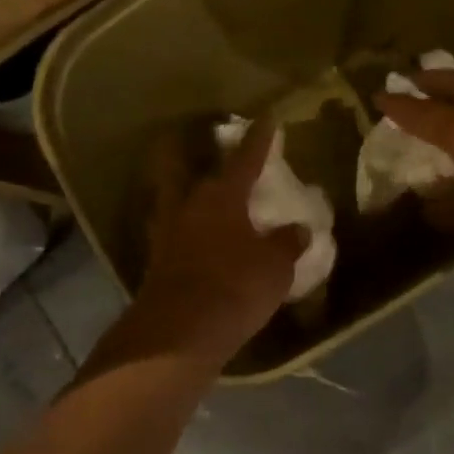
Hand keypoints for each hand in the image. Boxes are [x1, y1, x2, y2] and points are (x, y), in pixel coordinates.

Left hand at [131, 122, 306, 361]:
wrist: (180, 334)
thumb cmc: (234, 286)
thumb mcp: (275, 266)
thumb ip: (287, 243)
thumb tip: (298, 229)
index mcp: (221, 197)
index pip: (245, 158)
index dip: (259, 139)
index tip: (266, 119)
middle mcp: (187, 206)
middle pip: (180, 168)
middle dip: (184, 151)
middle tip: (192, 144)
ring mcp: (165, 234)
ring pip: (170, 200)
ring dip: (180, 192)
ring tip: (195, 196)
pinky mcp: (155, 263)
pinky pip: (170, 234)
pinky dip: (181, 231)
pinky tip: (192, 239)